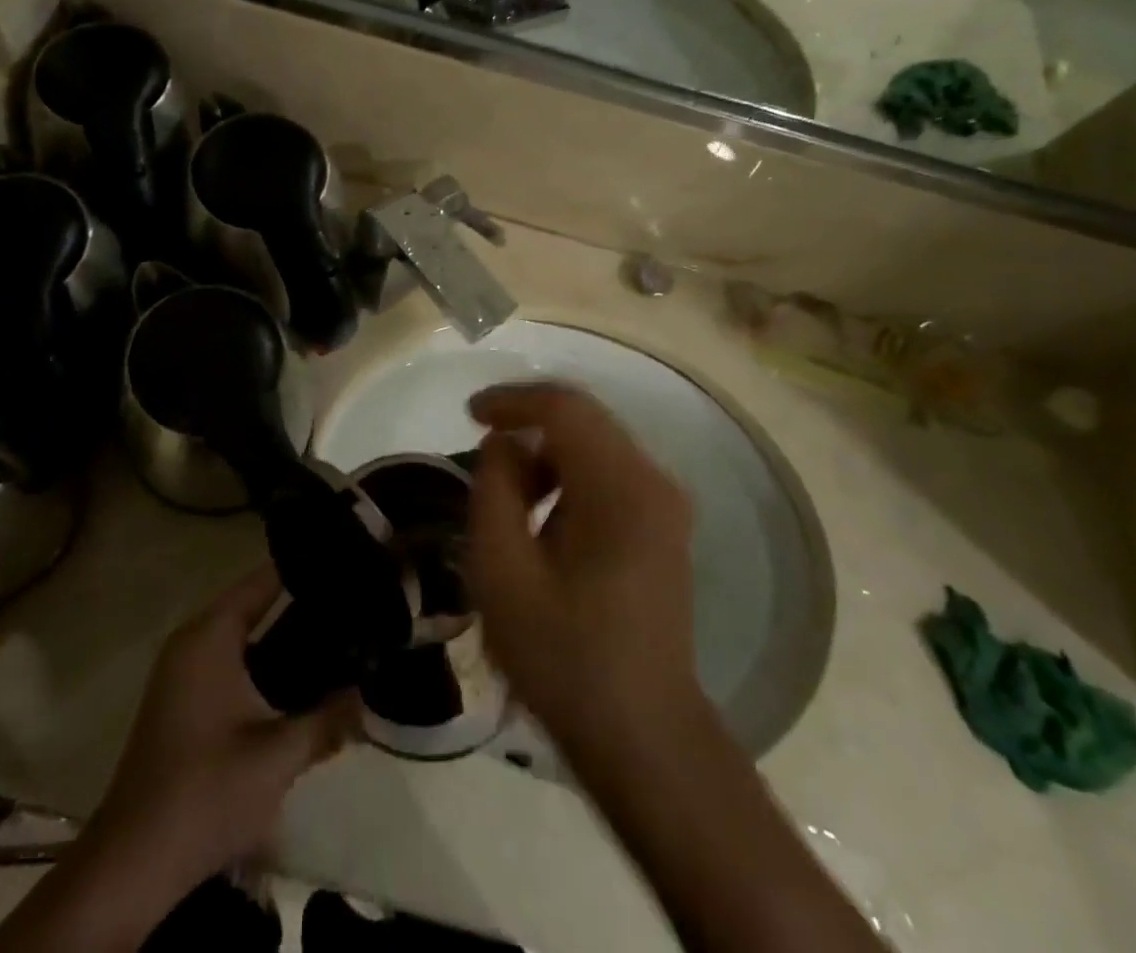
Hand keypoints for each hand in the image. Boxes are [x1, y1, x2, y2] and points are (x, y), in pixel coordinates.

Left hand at [86, 568, 358, 895]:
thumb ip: (328, 720)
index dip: (303, 570)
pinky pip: (232, 664)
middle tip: (351, 608)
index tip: (345, 565)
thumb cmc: (207, 790)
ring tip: (337, 641)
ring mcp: (183, 673)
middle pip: (254, 606)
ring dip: (284, 643)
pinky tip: (299, 685)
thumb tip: (366, 696)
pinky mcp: (183, 703)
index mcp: (210, 636)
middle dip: (302, 610)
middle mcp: (193, 642)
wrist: (134, 863)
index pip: (263, 581)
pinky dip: (264, 667)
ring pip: (244, 639)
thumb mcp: (278, 755)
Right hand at [466, 384, 697, 755]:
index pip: (564, 408)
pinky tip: (543, 518)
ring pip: (596, 446)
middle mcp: (653, 482)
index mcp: (620, 487)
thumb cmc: (563, 655)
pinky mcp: (663, 528)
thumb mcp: (502, 571)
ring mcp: (665, 505)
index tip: (469, 412)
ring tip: (507, 495)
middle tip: (481, 451)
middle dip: (528, 425)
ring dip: (547, 454)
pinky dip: (569, 477)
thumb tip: (504, 444)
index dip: (513, 399)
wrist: (642, 736)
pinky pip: (609, 475)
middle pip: (584, 421)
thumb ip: (495, 489)